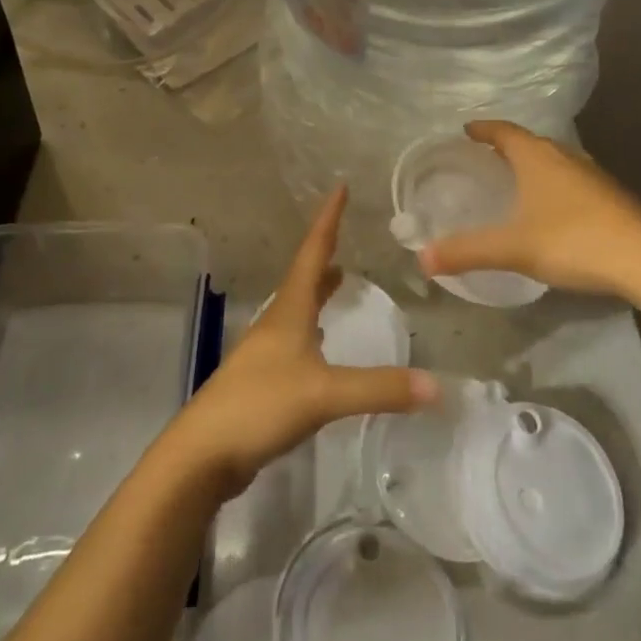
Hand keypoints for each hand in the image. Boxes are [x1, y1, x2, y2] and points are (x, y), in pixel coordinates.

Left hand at [168, 186, 436, 499]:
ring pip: (298, 307)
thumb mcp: (324, 395)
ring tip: (338, 278)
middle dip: (325, 253)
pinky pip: (296, 339)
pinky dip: (313, 326)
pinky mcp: (264, 380)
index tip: (339, 187)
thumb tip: (436, 385)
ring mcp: (266, 352)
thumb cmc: (260, 405)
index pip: (313, 253)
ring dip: (318, 289)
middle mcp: (277, 322)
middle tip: (344, 233)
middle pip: (303, 276)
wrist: (203, 453)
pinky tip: (319, 342)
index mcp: (289, 310)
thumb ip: (379, 388)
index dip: (328, 220)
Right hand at [416, 120, 640, 298]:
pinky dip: (555, 183)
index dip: (484, 129)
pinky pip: (573, 179)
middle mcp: (564, 156)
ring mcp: (592, 174)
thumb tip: (422, 258)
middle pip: (530, 142)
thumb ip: (467, 251)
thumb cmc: (572, 241)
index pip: (504, 131)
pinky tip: (555, 208)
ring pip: (555, 159)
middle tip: (487, 156)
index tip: (467, 130)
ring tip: (518, 179)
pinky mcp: (611, 196)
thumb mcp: (513, 248)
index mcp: (537, 157)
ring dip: (534, 164)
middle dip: (507, 146)